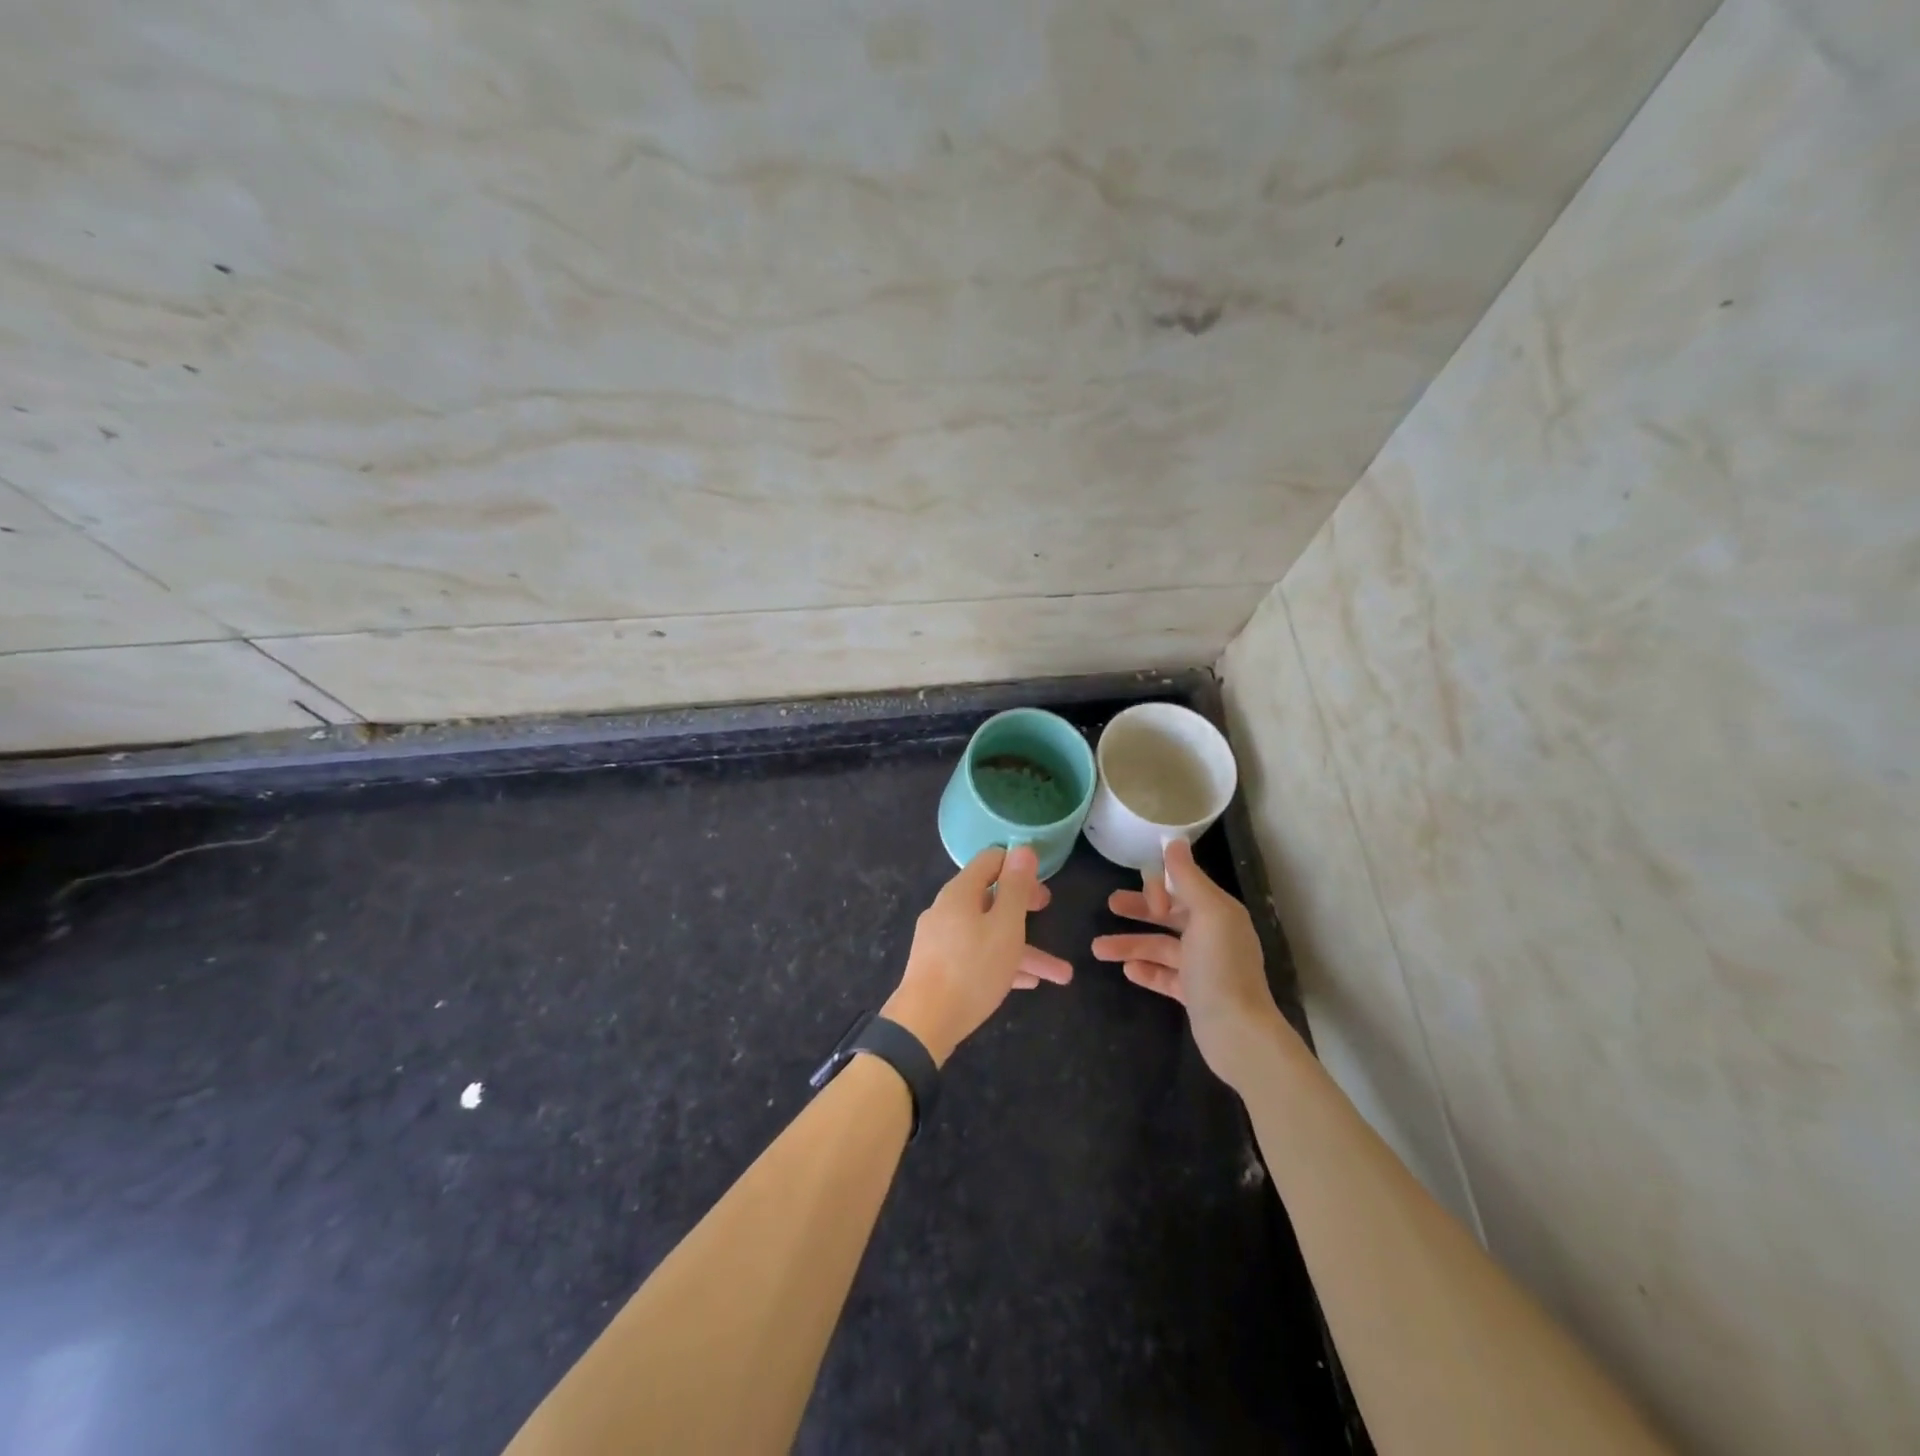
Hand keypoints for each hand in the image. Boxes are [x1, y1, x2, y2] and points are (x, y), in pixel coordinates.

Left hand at [882, 846, 1072, 1065]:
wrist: (924, 1024)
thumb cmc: (972, 969)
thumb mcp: (1005, 927)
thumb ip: (1015, 888)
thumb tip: (1022, 849)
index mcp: (960, 892)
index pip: (990, 861)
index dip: (1018, 866)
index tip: (1041, 880)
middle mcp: (947, 910)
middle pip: (990, 897)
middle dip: (1023, 906)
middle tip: (1048, 910)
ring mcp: (941, 939)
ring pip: (988, 933)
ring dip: (1024, 949)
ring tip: (1059, 974)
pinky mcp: (939, 966)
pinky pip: (976, 955)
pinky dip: (1002, 963)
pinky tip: (1027, 983)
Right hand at [1091, 838, 1284, 1090]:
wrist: (1237, 1033)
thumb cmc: (1221, 968)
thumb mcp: (1208, 914)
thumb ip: (1188, 878)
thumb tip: (1174, 841)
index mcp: (1219, 913)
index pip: (1184, 888)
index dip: (1161, 888)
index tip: (1145, 898)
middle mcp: (1213, 936)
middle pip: (1170, 915)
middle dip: (1140, 910)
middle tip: (1109, 905)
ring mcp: (1203, 967)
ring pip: (1160, 947)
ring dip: (1130, 944)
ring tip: (1098, 949)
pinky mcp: (1194, 994)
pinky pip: (1165, 976)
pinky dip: (1146, 970)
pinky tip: (1126, 970)